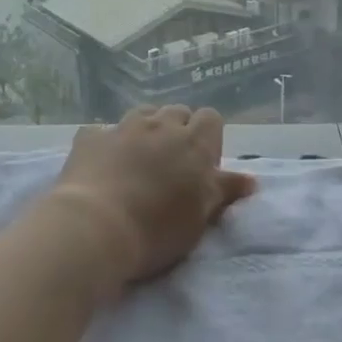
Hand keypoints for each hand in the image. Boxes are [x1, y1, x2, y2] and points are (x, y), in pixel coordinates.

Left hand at [49, 105, 256, 283]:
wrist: (94, 228)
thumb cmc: (156, 229)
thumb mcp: (199, 217)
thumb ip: (224, 192)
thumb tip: (251, 179)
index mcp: (193, 143)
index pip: (211, 118)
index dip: (209, 137)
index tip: (202, 165)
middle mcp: (160, 126)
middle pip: (177, 112)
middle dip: (178, 130)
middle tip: (171, 164)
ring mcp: (123, 127)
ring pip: (143, 114)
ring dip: (146, 130)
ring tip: (139, 159)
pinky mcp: (90, 137)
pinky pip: (104, 131)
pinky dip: (108, 143)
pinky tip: (103, 163)